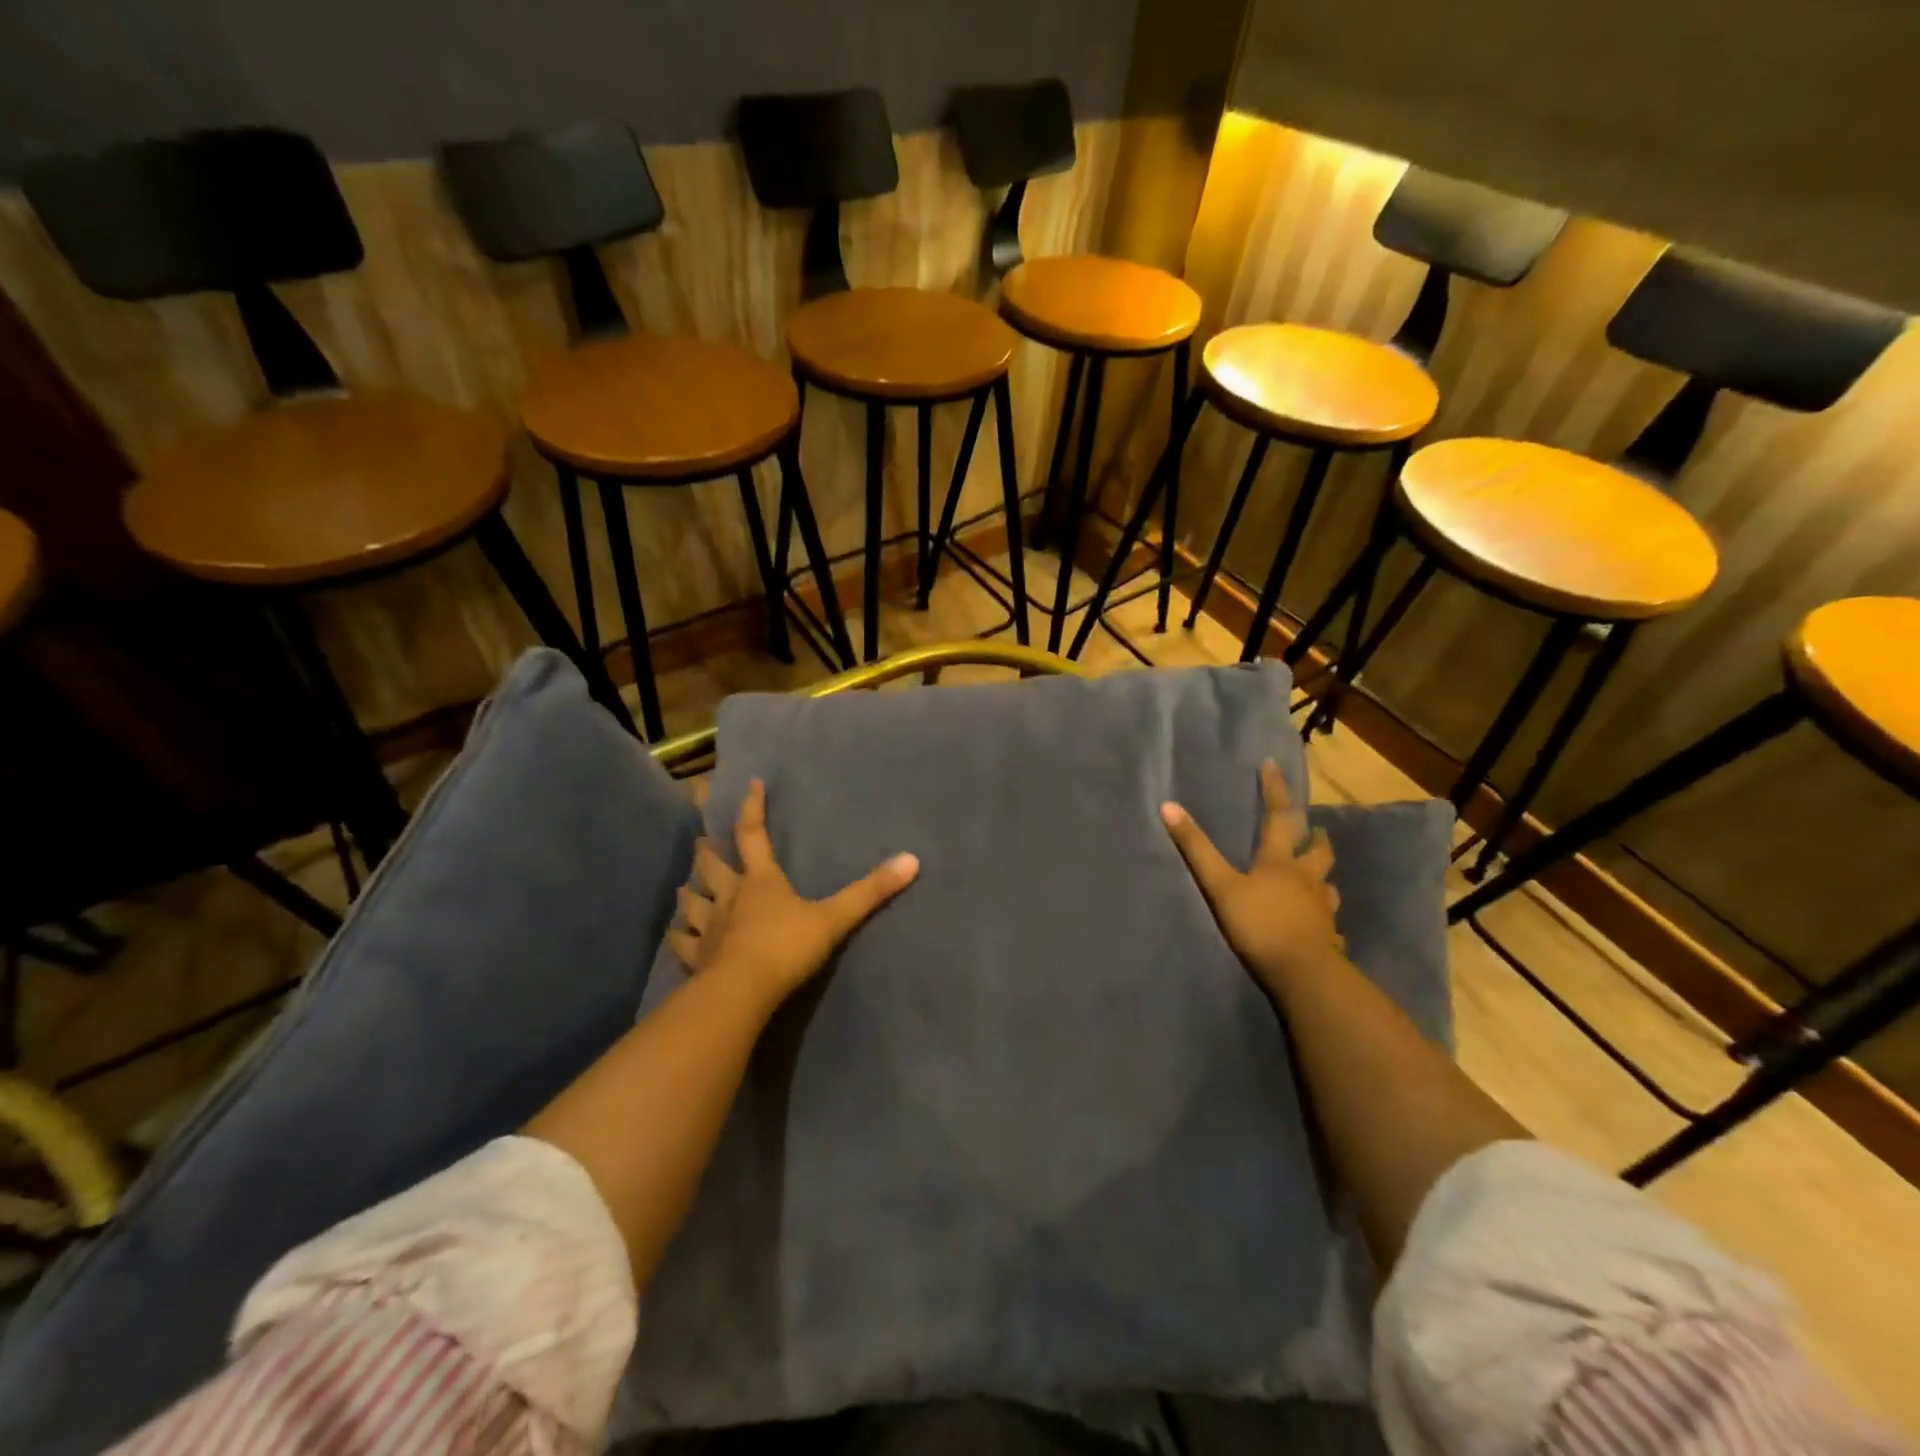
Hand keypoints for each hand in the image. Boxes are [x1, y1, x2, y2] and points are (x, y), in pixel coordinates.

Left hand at [667, 778, 919, 1004]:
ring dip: (688, 893)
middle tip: (700, 842)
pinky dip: (678, 939)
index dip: (752, 809)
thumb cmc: (786, 947)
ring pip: (691, 903)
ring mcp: (709, 928)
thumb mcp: (834, 918)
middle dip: (707, 853)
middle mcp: (731, 897)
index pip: (753, 835)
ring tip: (684, 888)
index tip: (751, 784)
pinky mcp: (696, 959)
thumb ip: (871, 891)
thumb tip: (912, 860)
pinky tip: (675, 938)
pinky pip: (682, 945)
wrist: (742, 991)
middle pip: (712, 867)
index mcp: (761, 881)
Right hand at [1160, 759, 1343, 995]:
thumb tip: (1168, 806)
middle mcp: (1306, 879)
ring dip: (1322, 875)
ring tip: (1317, 877)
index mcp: (1280, 862)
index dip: (1275, 790)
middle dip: (1315, 837)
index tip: (1273, 766)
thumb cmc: (1259, 923)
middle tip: (1315, 830)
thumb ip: (1196, 848)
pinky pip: (1329, 921)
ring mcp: (1321, 908)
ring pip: (1327, 885)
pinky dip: (1324, 915)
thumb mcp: (1220, 885)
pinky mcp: (1328, 936)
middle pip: (1317, 851)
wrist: (1302, 972)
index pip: (1279, 817)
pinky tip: (1319, 923)